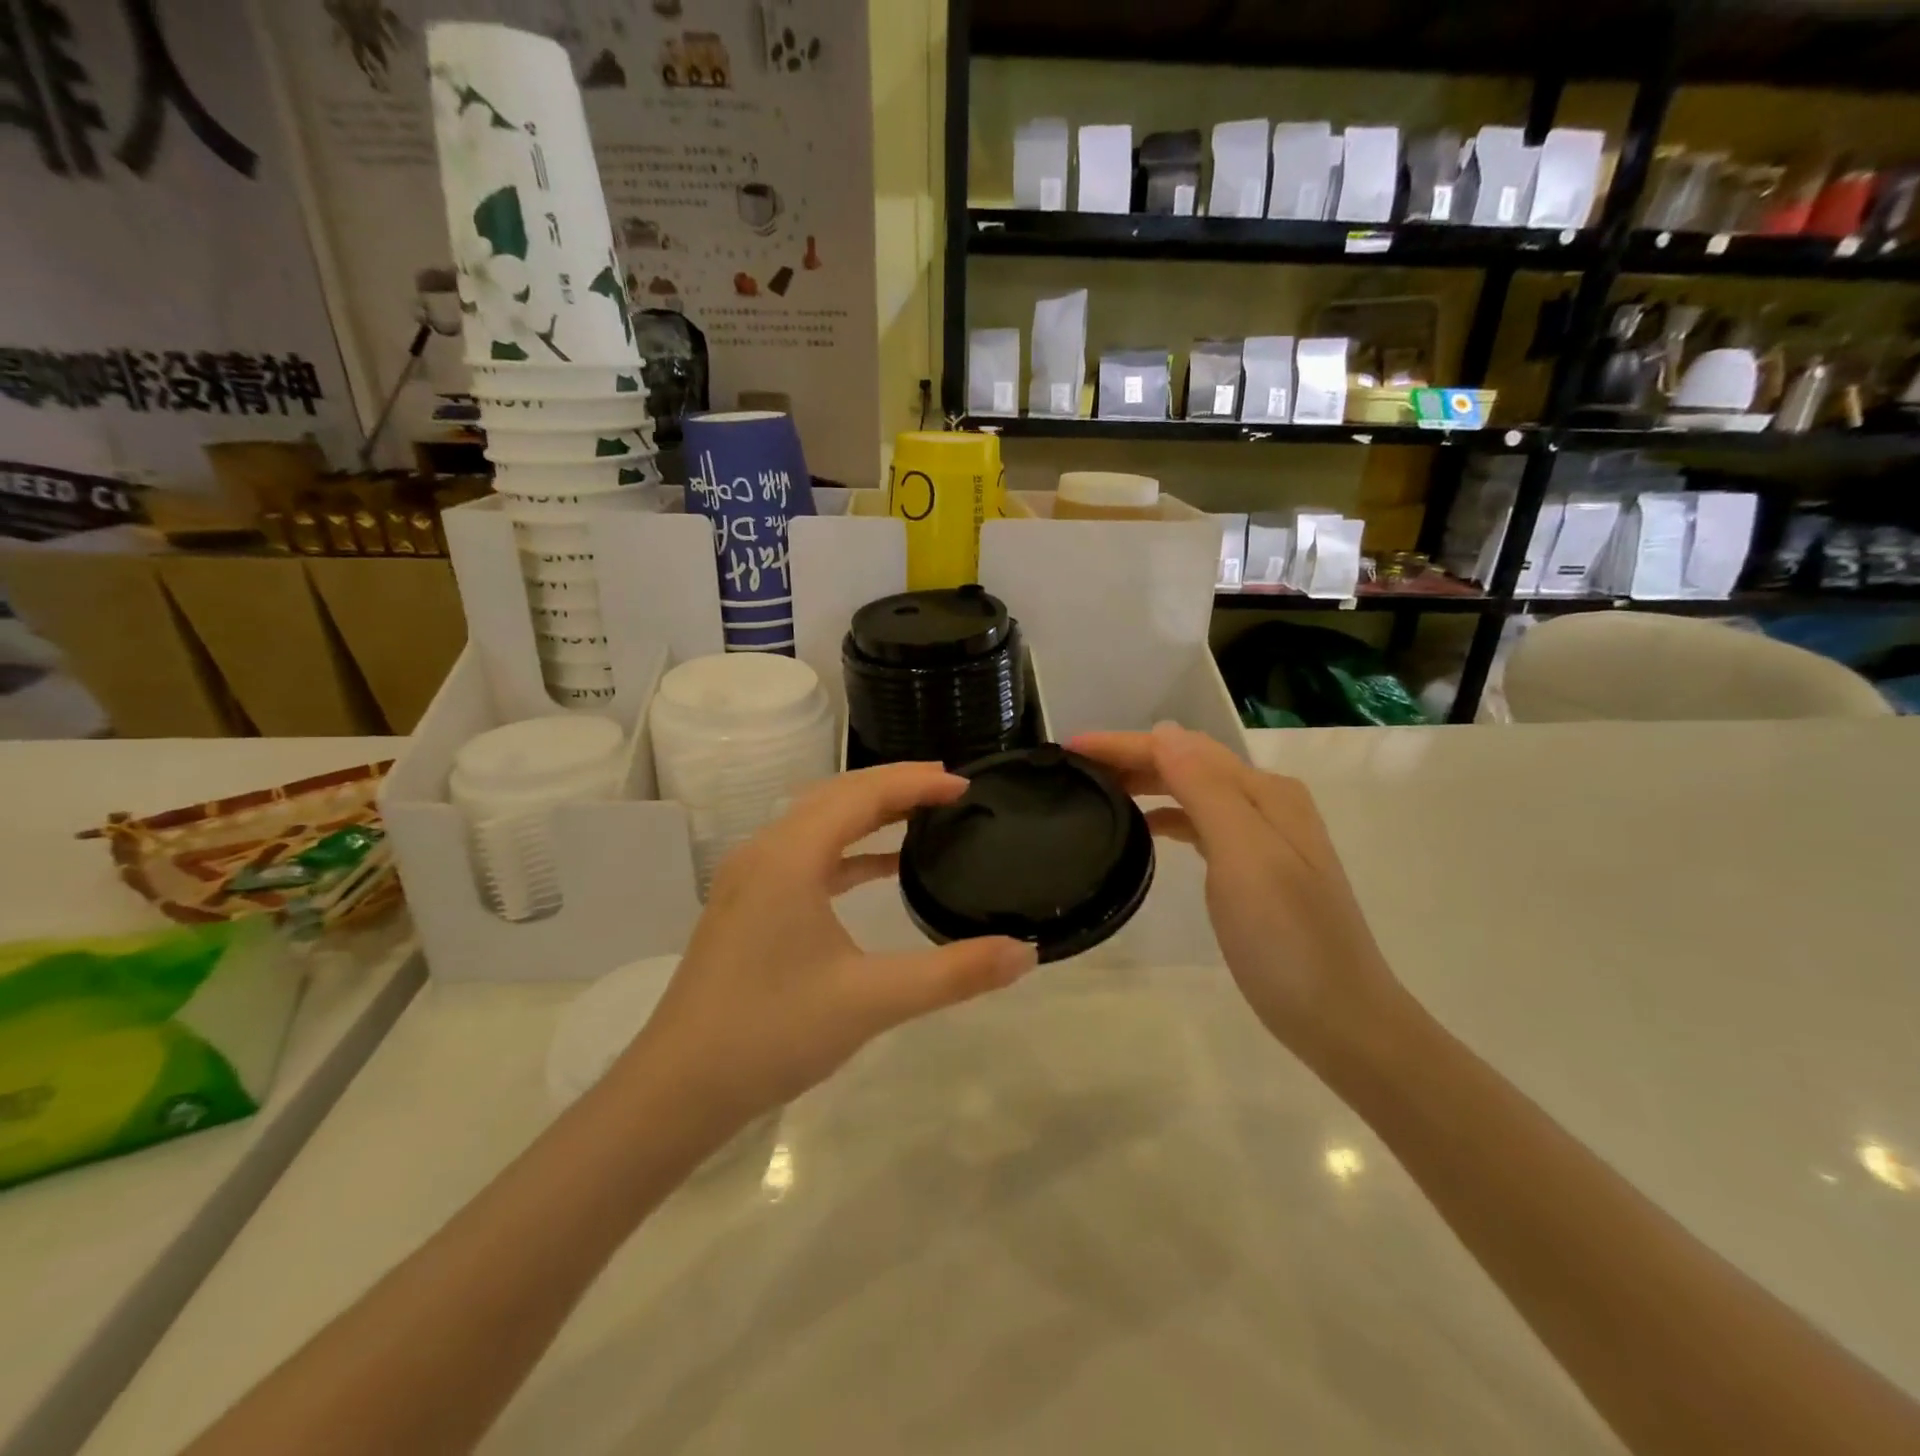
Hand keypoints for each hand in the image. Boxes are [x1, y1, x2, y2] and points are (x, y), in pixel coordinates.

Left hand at [620, 762, 1038, 1130]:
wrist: (677, 1089)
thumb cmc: (772, 1033)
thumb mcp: (871, 1001)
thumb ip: (952, 974)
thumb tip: (1024, 952)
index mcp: (790, 856)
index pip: (862, 794)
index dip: (916, 782)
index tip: (966, 785)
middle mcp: (765, 852)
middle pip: (837, 796)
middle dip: (895, 786)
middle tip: (950, 790)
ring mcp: (751, 878)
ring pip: (818, 822)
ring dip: (869, 813)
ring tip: (922, 816)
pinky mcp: (749, 905)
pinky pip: (806, 855)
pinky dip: (847, 850)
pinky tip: (880, 869)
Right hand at [1071, 724, 1403, 1062]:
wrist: (1339, 1016)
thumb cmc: (1286, 937)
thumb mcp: (1244, 856)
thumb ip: (1205, 790)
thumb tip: (1164, 731)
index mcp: (1264, 792)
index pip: (1182, 749)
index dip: (1125, 743)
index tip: (1071, 747)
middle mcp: (1265, 802)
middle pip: (1188, 763)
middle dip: (1131, 757)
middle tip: (1074, 767)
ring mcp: (1263, 836)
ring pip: (1192, 791)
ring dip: (1146, 781)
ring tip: (1098, 789)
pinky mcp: (1254, 868)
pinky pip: (1201, 823)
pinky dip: (1167, 815)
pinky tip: (1145, 828)